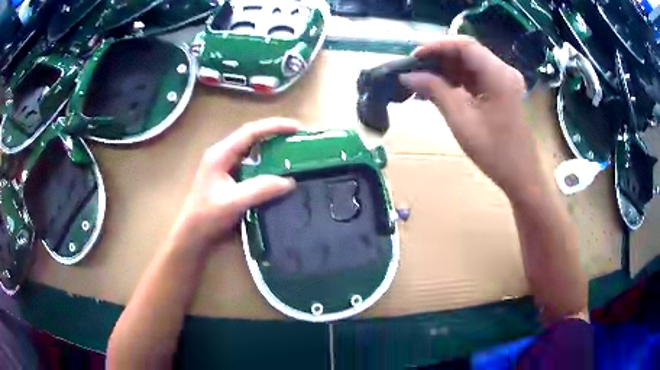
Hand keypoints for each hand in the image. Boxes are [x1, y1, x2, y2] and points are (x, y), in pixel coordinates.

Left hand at [168, 119, 299, 254]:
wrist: (192, 233)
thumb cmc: (207, 216)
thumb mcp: (234, 202)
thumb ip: (261, 189)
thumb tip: (290, 181)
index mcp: (221, 154)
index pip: (250, 132)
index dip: (274, 127)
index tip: (297, 128)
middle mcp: (222, 154)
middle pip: (251, 136)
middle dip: (275, 133)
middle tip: (298, 137)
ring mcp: (224, 164)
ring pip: (251, 149)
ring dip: (270, 147)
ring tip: (291, 150)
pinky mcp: (228, 176)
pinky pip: (250, 162)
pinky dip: (265, 162)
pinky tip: (276, 169)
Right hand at [400, 36, 543, 199]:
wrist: (521, 176)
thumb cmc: (495, 152)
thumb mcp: (462, 121)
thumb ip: (435, 91)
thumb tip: (407, 76)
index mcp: (498, 74)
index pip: (464, 45)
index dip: (437, 46)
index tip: (414, 58)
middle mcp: (503, 71)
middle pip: (467, 52)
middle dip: (439, 58)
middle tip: (414, 71)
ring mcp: (504, 81)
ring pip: (469, 64)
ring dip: (446, 70)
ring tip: (422, 81)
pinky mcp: (501, 91)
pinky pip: (475, 77)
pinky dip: (456, 80)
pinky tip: (439, 89)